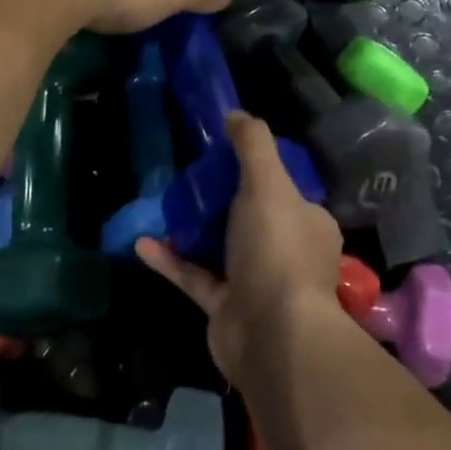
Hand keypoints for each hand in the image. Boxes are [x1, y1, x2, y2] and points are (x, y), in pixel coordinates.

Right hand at [138, 112, 343, 384]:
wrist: (271, 335)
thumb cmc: (277, 249)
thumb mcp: (268, 183)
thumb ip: (253, 145)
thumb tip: (236, 113)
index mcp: (308, 222)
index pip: (285, 189)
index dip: (258, 171)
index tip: (225, 154)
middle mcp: (286, 251)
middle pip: (250, 217)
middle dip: (220, 199)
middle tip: (188, 177)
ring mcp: (256, 283)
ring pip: (221, 248)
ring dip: (192, 229)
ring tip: (163, 204)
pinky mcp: (226, 308)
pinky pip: (195, 277)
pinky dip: (172, 260)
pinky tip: (142, 242)